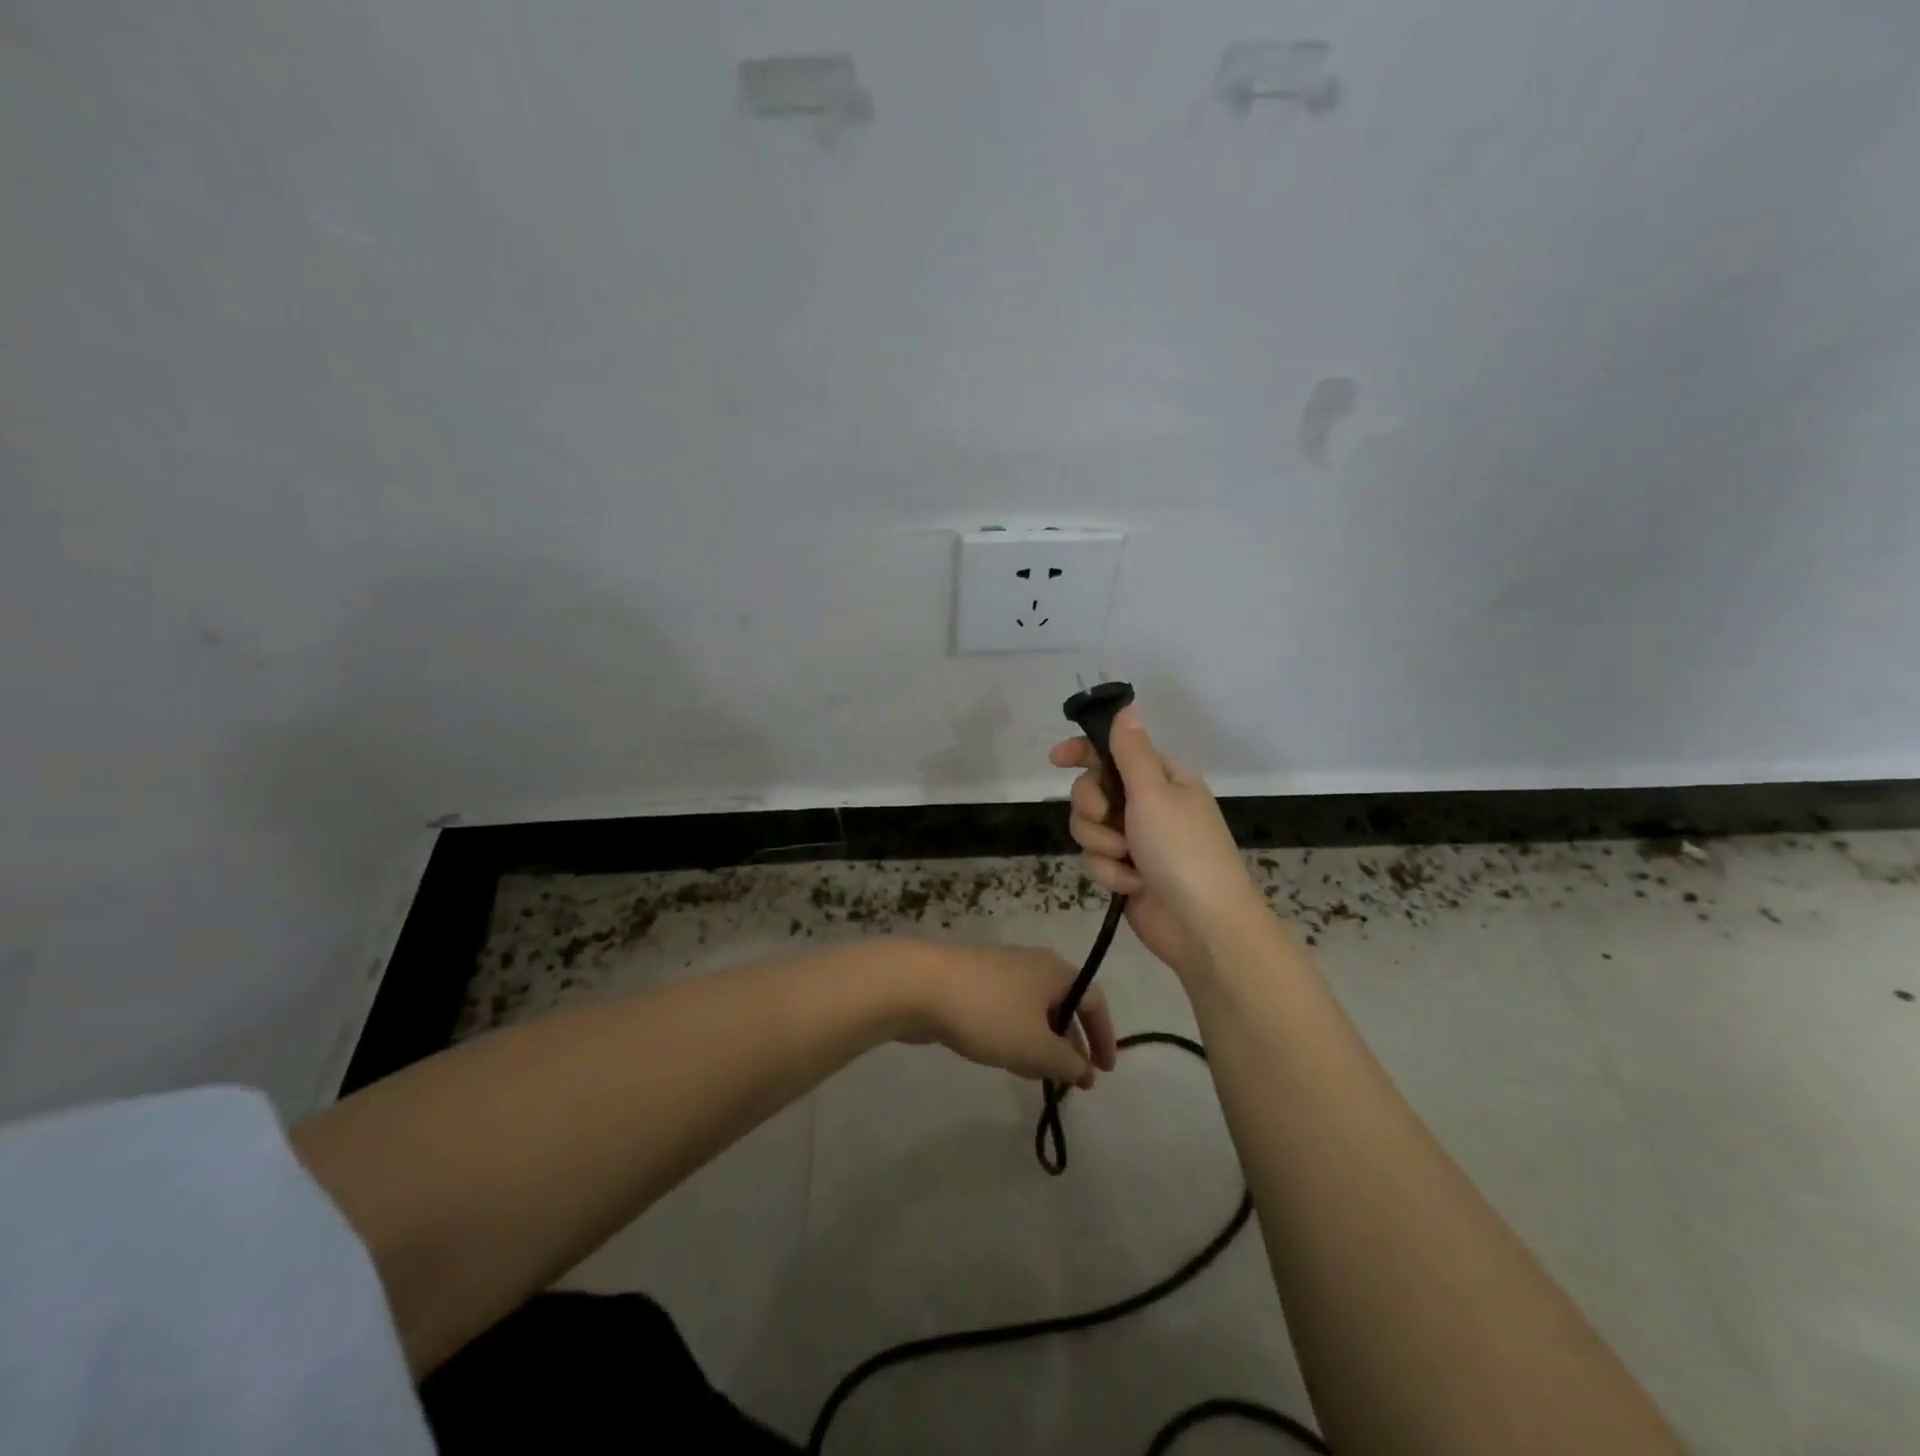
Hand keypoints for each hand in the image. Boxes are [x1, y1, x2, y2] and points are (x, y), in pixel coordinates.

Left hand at [897, 942, 1117, 1088]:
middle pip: (1064, 1004)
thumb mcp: (1036, 1047)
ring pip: (1033, 1010)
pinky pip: (1007, 1010)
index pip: (1094, 1001)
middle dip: (1069, 1044)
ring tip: (1035, 1075)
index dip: (1105, 1036)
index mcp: (1056, 971)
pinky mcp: (974, 981)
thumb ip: (1068, 1062)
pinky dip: (1015, 1034)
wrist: (921, 985)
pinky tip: (1002, 1057)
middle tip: (1070, 1080)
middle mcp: (1033, 964)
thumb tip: (1084, 1069)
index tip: (1104, 1072)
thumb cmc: (989, 1013)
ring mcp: (1000, 970)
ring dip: (1041, 1043)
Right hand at [1049, 706, 1264, 979]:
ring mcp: (1136, 840)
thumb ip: (1131, 751)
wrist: (1202, 926)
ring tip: (1126, 859)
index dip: (1082, 751)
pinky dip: (1110, 873)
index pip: (1113, 751)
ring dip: (1102, 844)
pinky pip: (1095, 859)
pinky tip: (1132, 885)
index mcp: (1162, 778)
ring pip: (1087, 827)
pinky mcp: (1125, 871)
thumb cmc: (1183, 850)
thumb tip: (1126, 706)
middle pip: (1091, 789)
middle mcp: (1147, 804)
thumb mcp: (1155, 793)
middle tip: (1109, 819)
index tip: (1056, 759)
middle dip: (1092, 807)